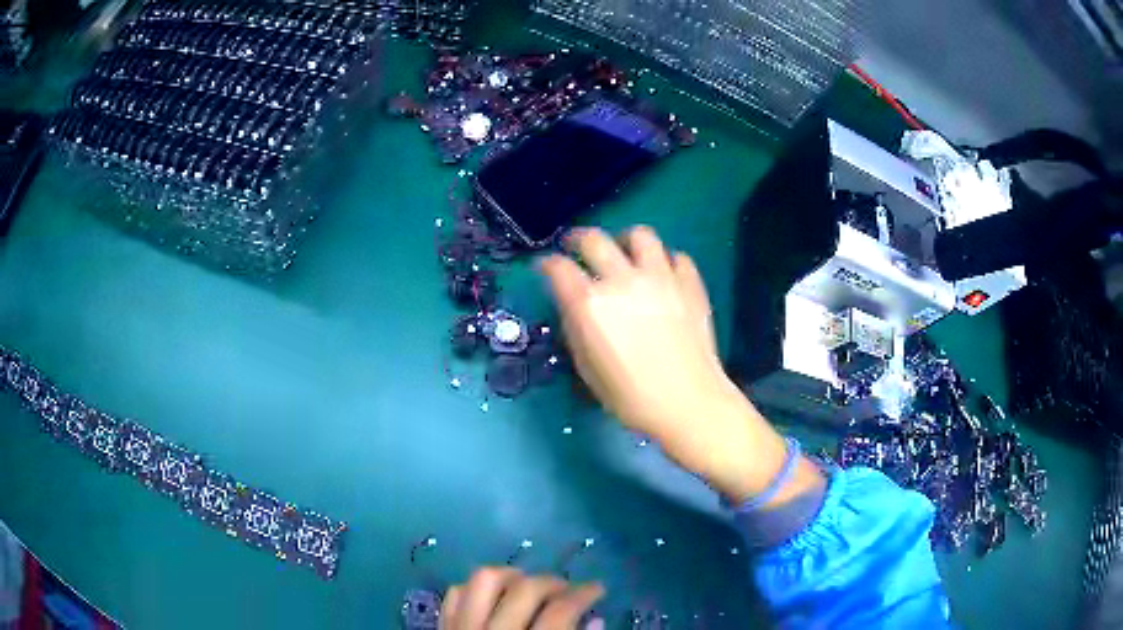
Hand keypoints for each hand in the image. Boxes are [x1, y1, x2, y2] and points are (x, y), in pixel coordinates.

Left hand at [440, 567, 604, 629]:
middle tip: (567, 589)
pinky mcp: (441, 625)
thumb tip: (595, 619)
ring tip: (527, 585)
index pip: (560, 611)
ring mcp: (461, 626)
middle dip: (551, 582)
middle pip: (524, 590)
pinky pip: (454, 593)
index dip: (585, 595)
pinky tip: (492, 597)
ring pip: (482, 581)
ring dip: (509, 576)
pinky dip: (474, 589)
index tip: (598, 588)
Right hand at [539, 226, 727, 441]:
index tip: (546, 268)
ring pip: (640, 235)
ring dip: (625, 241)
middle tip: (576, 247)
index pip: (558, 267)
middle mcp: (623, 280)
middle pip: (594, 239)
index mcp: (590, 304)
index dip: (547, 264)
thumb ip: (576, 329)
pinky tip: (662, 275)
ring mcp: (660, 278)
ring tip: (624, 252)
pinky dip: (665, 261)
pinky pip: (676, 256)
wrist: (689, 404)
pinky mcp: (690, 283)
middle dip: (578, 239)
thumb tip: (574, 307)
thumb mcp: (587, 369)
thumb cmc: (631, 397)